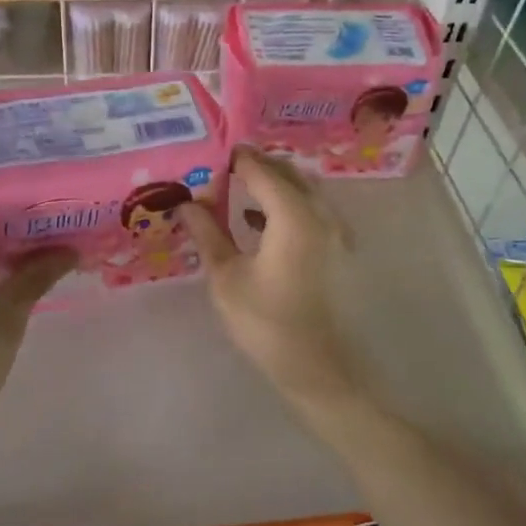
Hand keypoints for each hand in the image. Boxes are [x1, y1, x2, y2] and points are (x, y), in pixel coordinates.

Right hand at [178, 147, 360, 416]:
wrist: (321, 370)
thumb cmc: (268, 324)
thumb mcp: (226, 277)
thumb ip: (208, 233)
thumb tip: (187, 204)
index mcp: (294, 215)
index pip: (260, 169)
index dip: (234, 159)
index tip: (208, 155)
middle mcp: (321, 213)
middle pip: (287, 173)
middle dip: (255, 166)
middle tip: (220, 170)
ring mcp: (336, 230)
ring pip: (303, 189)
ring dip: (272, 184)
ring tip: (235, 190)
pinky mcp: (338, 248)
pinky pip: (311, 209)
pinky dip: (286, 204)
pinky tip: (257, 220)